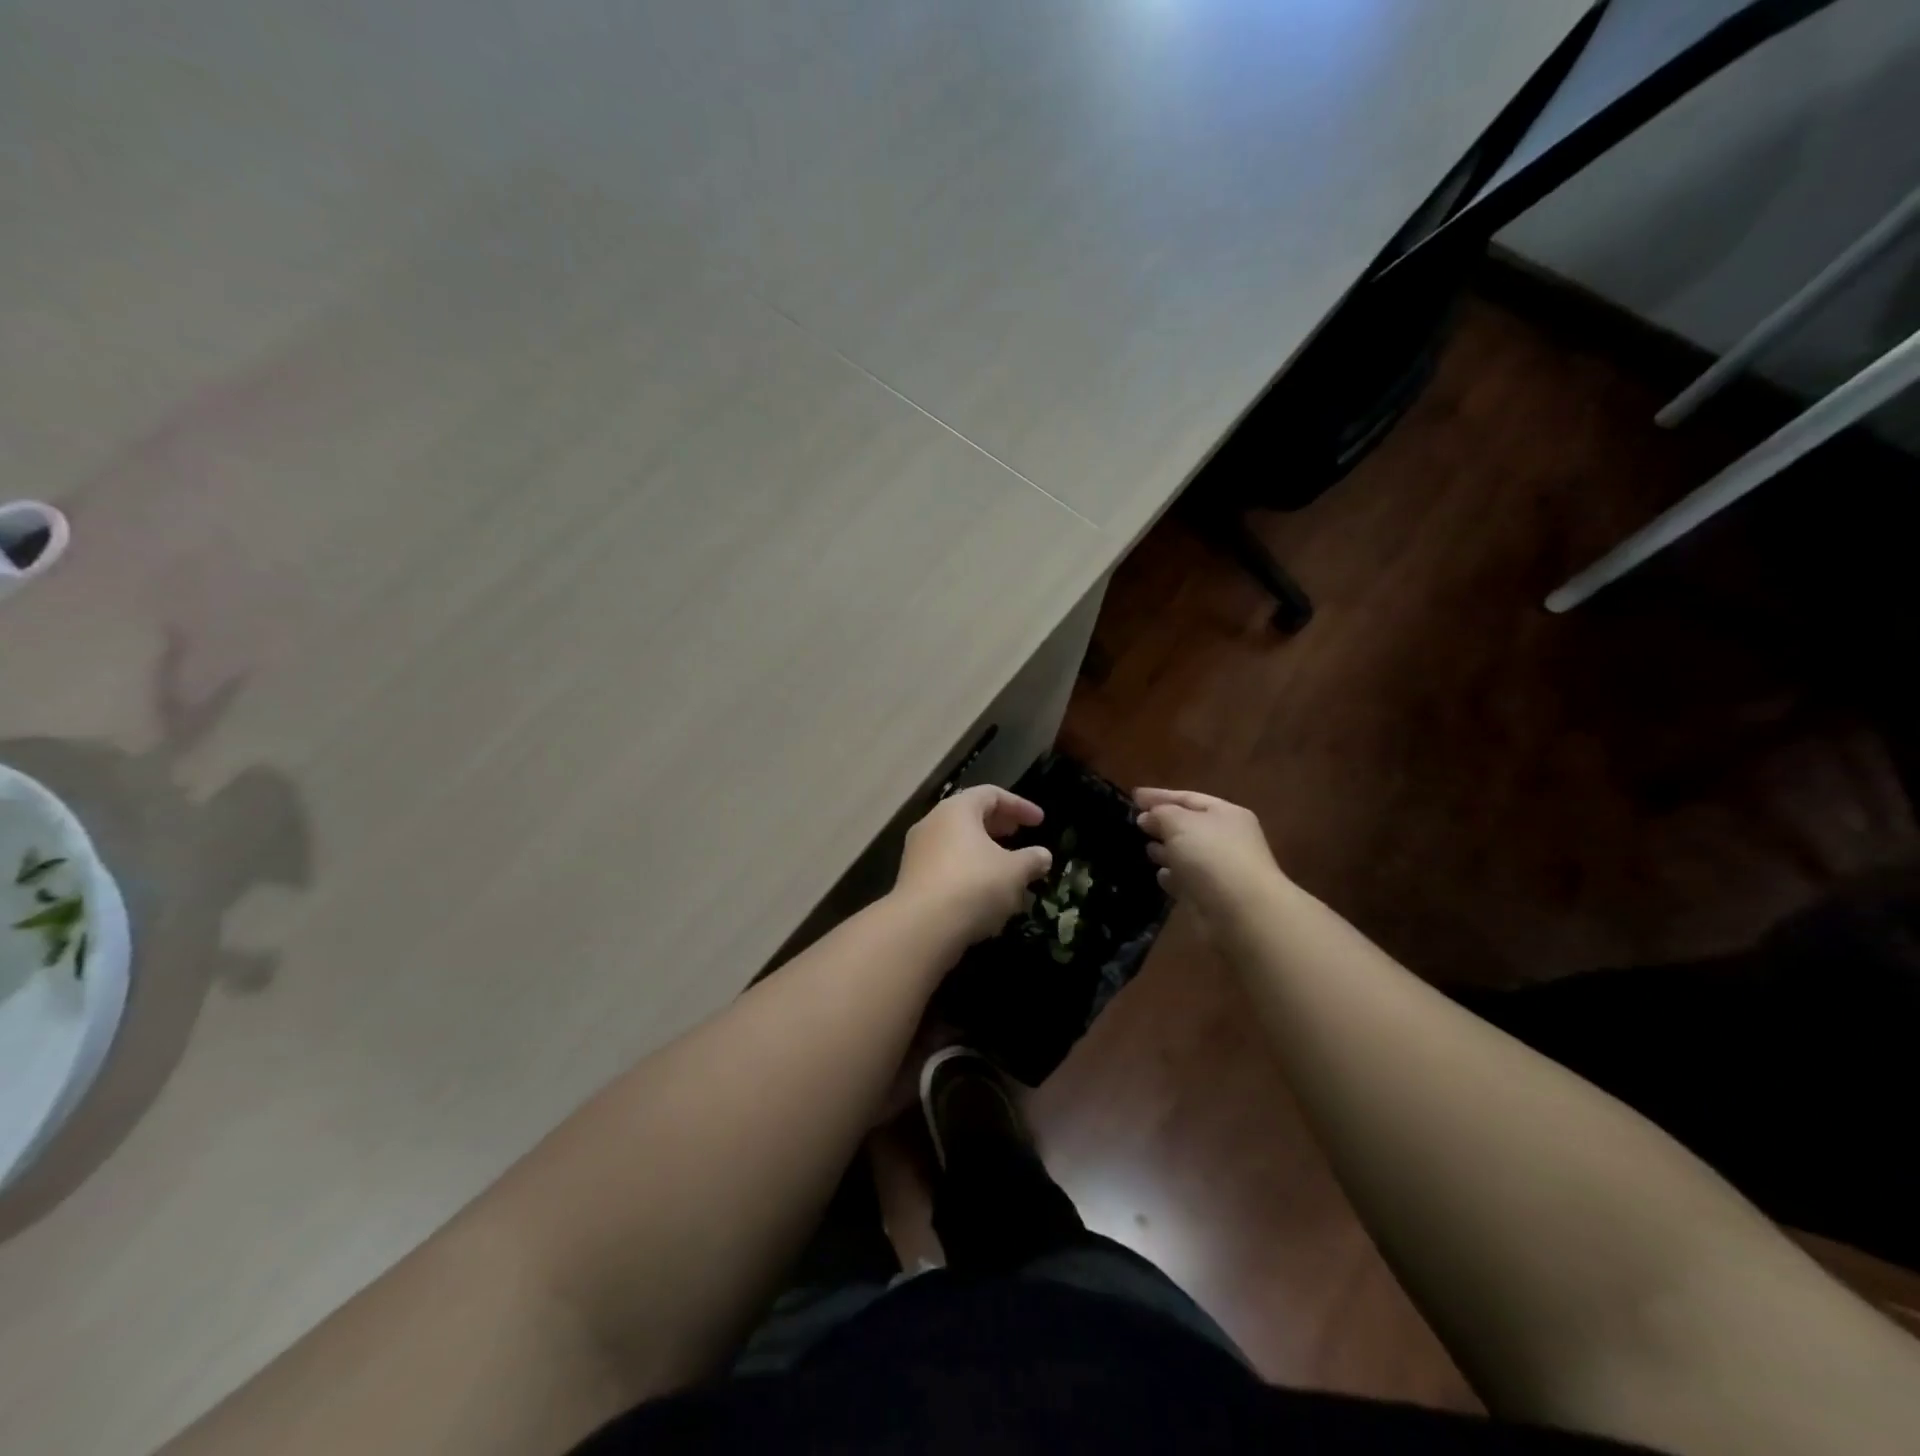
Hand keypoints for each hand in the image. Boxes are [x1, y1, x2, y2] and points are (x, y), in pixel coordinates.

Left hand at [894, 785, 1053, 947]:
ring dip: (983, 853)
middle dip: (998, 826)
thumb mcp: (1014, 872)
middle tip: (1019, 836)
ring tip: (1006, 870)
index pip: (991, 794)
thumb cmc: (973, 885)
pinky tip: (985, 896)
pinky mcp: (911, 880)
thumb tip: (1043, 856)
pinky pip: (946, 867)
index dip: (1019, 805)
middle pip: (970, 816)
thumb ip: (1031, 860)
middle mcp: (932, 824)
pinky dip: (968, 873)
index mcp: (956, 810)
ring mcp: (917, 852)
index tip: (1040, 822)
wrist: (922, 927)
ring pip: (957, 844)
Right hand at [1134, 788, 1284, 927]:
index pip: (1188, 798)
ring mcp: (1220, 870)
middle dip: (1162, 823)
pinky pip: (1187, 880)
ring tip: (1144, 848)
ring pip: (1187, 854)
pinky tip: (1159, 875)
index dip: (1159, 796)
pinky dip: (1173, 877)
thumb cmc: (1211, 856)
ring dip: (1166, 850)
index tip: (1133, 796)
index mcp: (1225, 814)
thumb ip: (1160, 813)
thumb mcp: (1179, 822)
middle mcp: (1226, 839)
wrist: (1241, 913)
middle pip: (1188, 825)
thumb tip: (1147, 817)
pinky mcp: (1211, 897)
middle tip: (1135, 822)